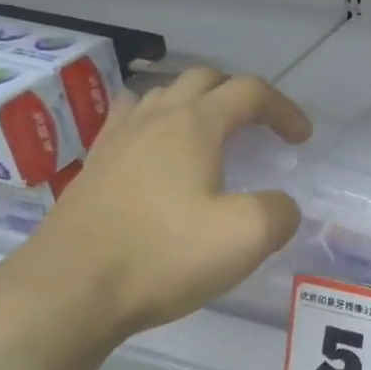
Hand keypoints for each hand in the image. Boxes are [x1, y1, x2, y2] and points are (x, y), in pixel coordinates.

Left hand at [0, 67, 310, 343]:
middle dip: (240, 97)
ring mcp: (116, 139)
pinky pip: (130, 122)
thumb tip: (280, 205)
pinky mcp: (93, 166)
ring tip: (212, 138)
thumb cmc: (164, 256)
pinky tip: (158, 156)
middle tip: (260, 130)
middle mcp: (154, 118)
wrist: (69, 289)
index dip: (283, 109)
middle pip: (203, 80)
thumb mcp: (246, 237)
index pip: (249, 92)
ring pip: (162, 95)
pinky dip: (157, 125)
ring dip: (196, 105)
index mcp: (194, 125)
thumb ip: (279, 212)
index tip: (301, 139)